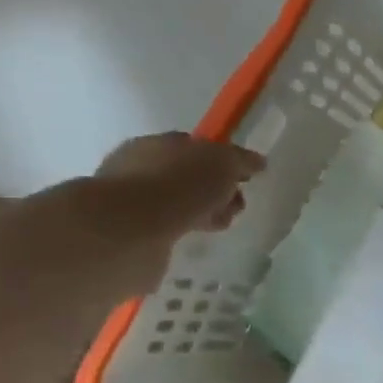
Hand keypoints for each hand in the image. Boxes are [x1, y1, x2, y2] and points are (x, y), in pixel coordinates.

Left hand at [85, 133, 263, 292]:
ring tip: (214, 228)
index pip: (195, 148)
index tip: (243, 182)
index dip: (222, 163)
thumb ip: (240, 160)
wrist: (130, 228)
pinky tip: (190, 239)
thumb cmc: (179, 184)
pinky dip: (179, 232)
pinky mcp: (126, 232)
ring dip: (197, 214)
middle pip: (185, 177)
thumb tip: (256, 162)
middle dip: (212, 192)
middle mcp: (138, 166)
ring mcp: (128, 200)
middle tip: (232, 210)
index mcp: (158, 143)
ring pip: (175, 204)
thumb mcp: (222, 162)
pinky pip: (163, 229)